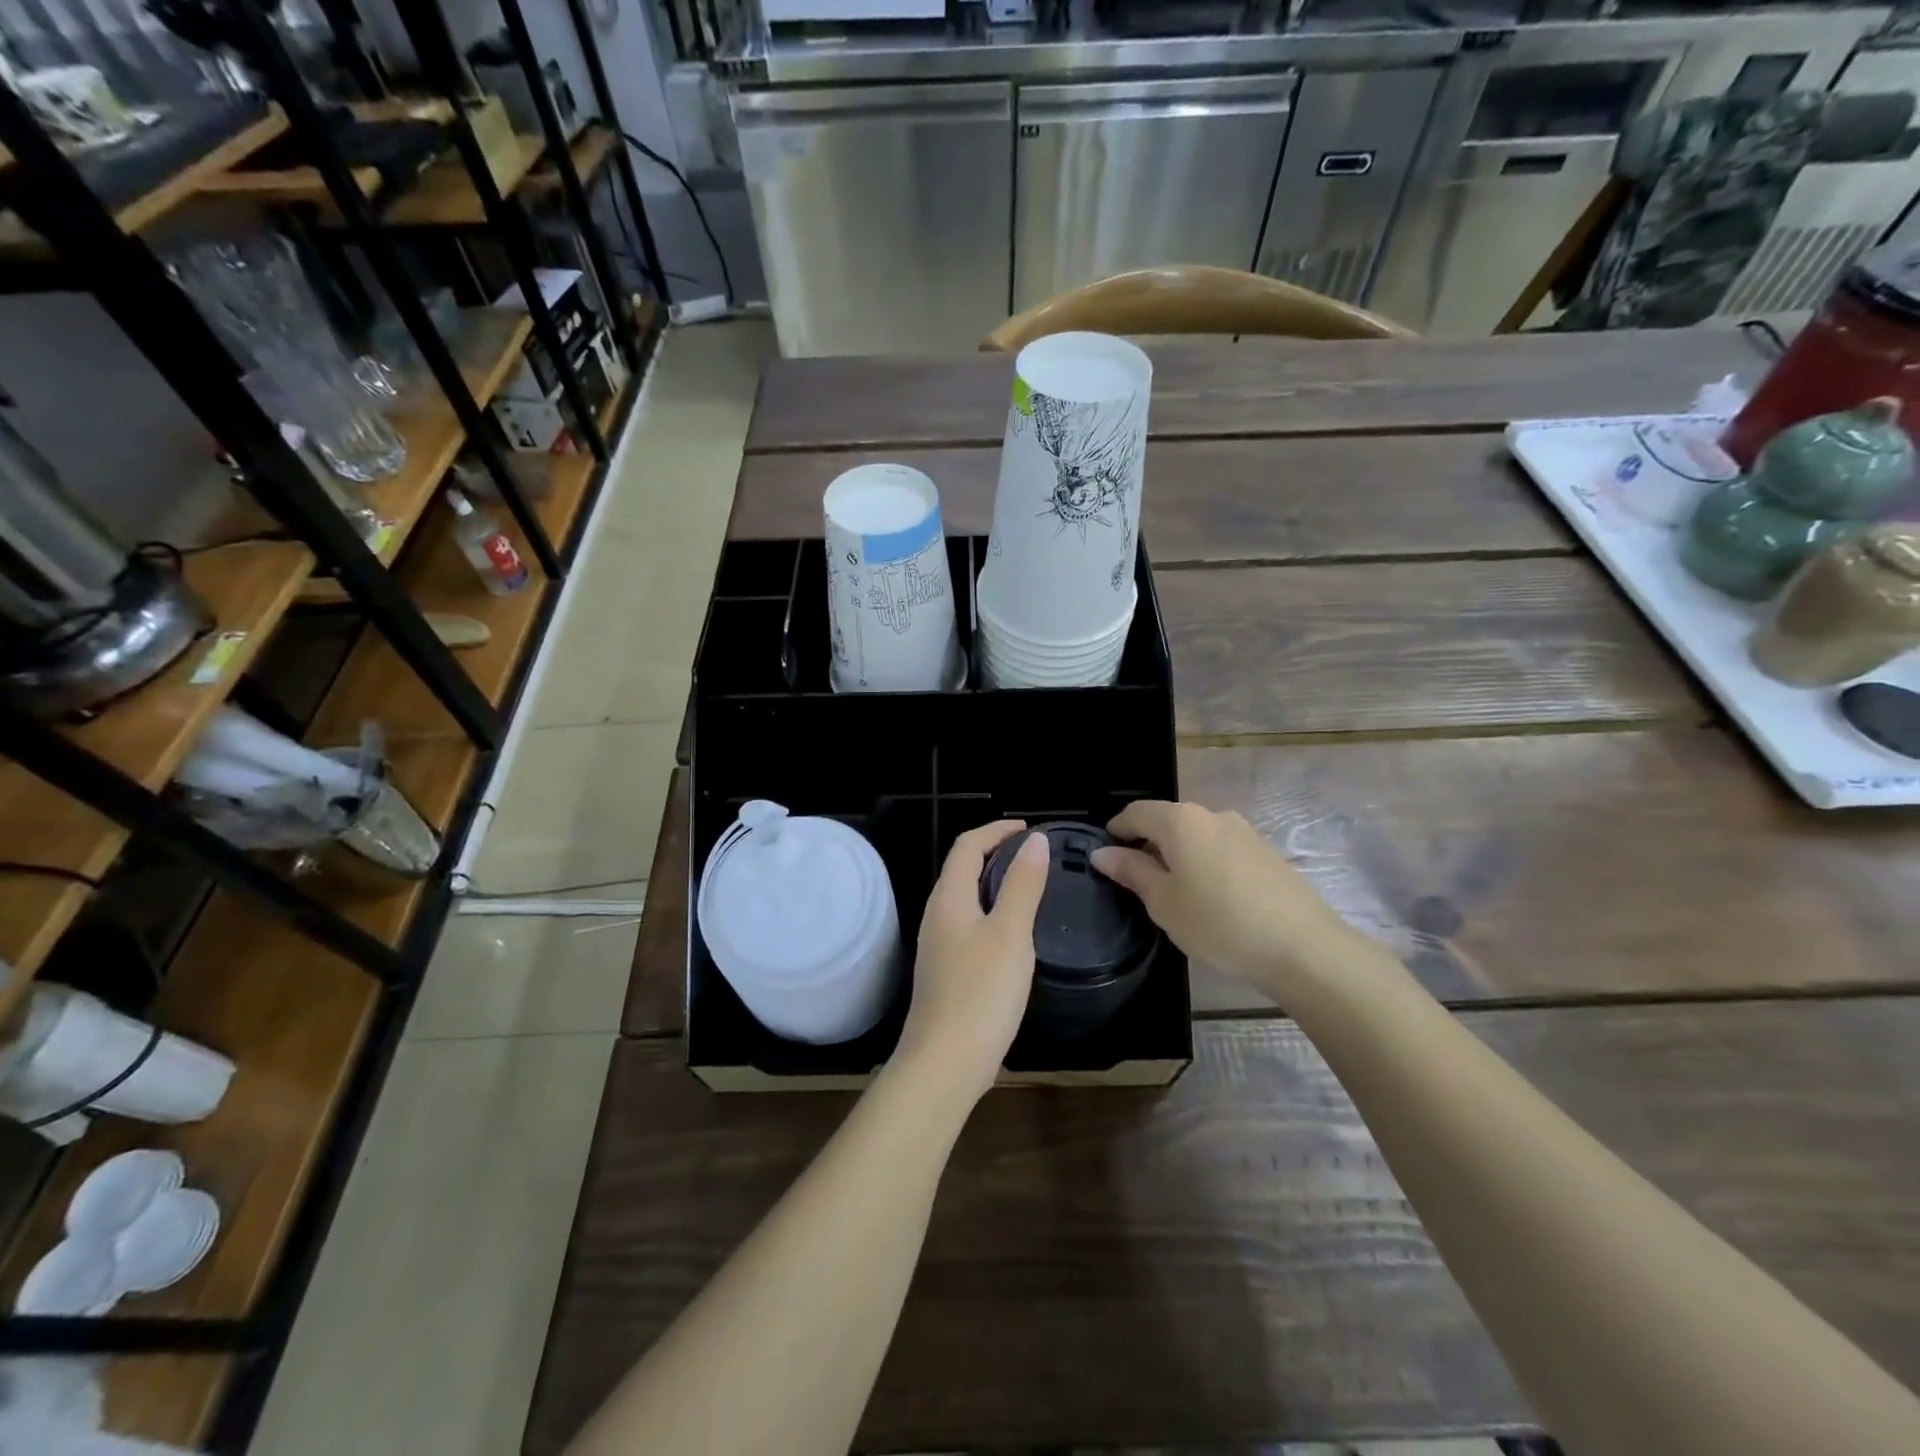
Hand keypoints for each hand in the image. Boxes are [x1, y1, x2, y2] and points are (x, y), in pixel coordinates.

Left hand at [894, 821, 1049, 1101]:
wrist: (944, 1063)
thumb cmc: (981, 994)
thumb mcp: (1010, 934)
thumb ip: (1023, 885)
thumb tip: (1034, 840)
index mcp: (949, 898)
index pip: (967, 846)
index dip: (996, 830)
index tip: (1028, 829)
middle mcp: (937, 915)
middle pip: (962, 869)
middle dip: (995, 853)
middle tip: (1034, 856)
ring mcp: (938, 945)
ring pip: (965, 898)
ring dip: (993, 883)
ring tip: (1029, 887)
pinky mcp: (945, 971)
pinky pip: (968, 924)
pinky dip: (991, 912)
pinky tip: (1014, 934)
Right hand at [1091, 800, 1356, 995]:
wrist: (1303, 947)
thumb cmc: (1219, 923)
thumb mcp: (1163, 902)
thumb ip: (1132, 871)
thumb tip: (1103, 853)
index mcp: (1181, 821)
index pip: (1136, 812)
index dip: (1116, 830)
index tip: (1105, 854)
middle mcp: (1212, 815)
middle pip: (1168, 821)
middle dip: (1147, 844)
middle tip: (1136, 881)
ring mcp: (1244, 832)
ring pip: (1196, 835)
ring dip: (1178, 855)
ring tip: (1173, 893)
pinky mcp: (1265, 852)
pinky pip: (1220, 849)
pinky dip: (1204, 864)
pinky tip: (1209, 898)